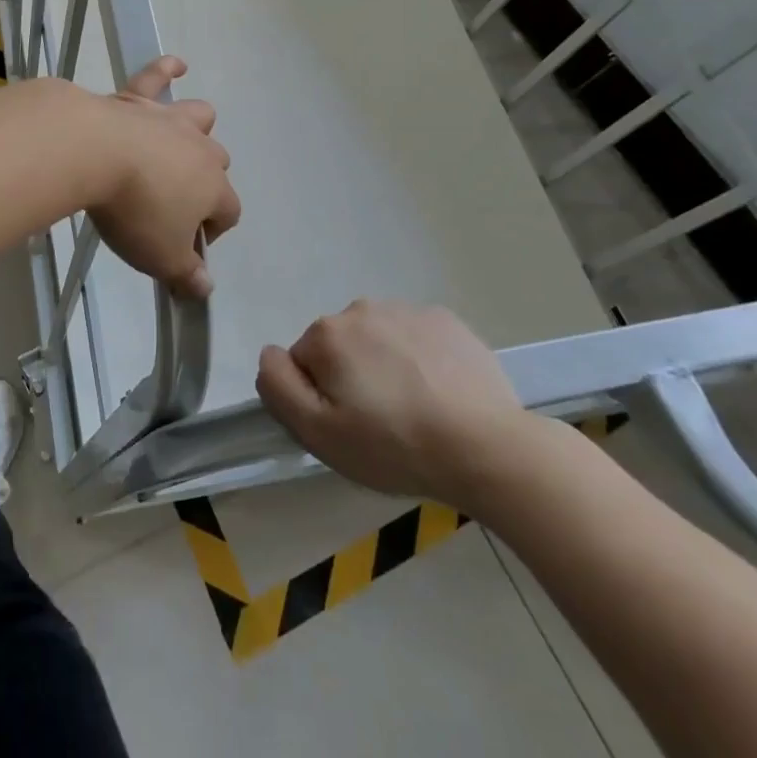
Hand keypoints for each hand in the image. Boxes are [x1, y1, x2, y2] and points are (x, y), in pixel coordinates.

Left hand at [88, 57, 240, 300]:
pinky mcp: (137, 98)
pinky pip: (158, 75)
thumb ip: (186, 275)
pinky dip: (168, 69)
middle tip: (170, 203)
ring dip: (196, 129)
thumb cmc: (134, 210)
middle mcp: (200, 149)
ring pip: (199, 117)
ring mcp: (169, 119)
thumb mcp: (160, 257)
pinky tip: (176, 65)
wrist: (94, 153)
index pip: (228, 213)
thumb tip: (205, 288)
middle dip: (204, 182)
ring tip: (181, 142)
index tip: (184, 248)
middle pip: (217, 163)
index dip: (211, 232)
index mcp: (213, 188)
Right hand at [256, 300, 552, 510]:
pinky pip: (415, 338)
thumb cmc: (394, 446)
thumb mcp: (319, 433)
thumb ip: (278, 387)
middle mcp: (361, 309)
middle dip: (350, 378)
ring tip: (415, 411)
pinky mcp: (446, 320)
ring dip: (384, 367)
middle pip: (339, 348)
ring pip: (377, 341)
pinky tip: (441, 395)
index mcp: (327, 334)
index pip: (302, 363)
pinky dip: (419, 360)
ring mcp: (407, 310)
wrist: (487, 448)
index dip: (318, 398)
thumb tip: (269, 354)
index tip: (347, 428)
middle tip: (380, 424)